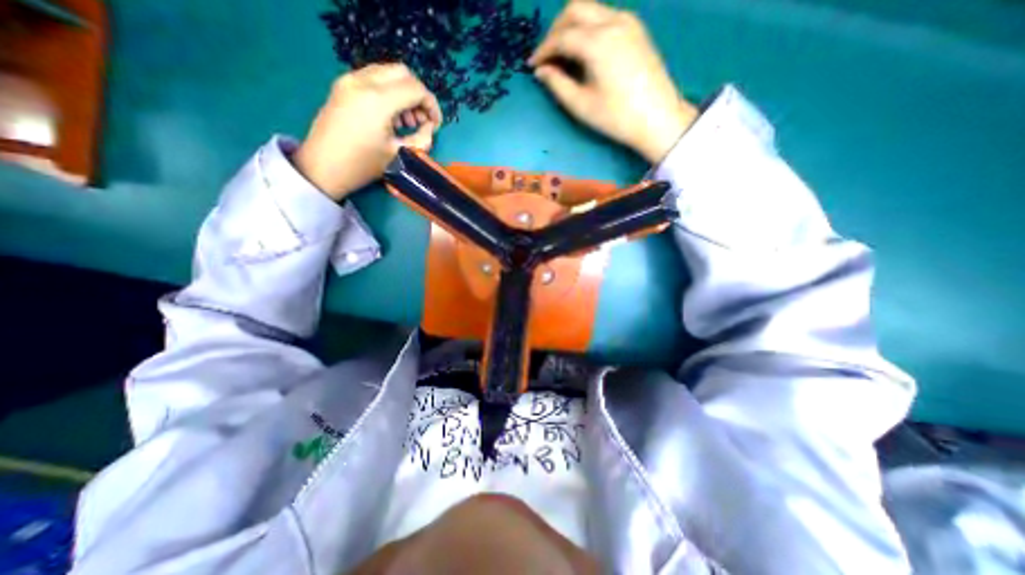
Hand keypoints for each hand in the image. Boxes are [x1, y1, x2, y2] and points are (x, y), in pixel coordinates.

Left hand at [294, 63, 441, 199]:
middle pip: (403, 73)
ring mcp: (349, 80)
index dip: (432, 105)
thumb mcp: (399, 155)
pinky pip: (374, 78)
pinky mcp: (342, 85)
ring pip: (388, 72)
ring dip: (404, 92)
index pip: (416, 89)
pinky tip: (391, 115)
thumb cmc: (362, 165)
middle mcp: (363, 81)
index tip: (436, 125)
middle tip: (422, 119)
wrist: (322, 167)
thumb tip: (429, 127)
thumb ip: (421, 139)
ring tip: (407, 121)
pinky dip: (389, 91)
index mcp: (378, 100)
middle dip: (419, 95)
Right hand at [529, 0, 697, 161]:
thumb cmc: (616, 117)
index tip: (532, 65)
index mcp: (597, 42)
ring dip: (572, 27)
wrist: (657, 118)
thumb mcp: (581, 105)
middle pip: (575, 9)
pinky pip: (605, 17)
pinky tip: (585, 52)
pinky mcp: (637, 29)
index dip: (543, 50)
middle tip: (547, 56)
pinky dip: (589, 28)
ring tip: (564, 55)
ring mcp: (628, 22)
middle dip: (555, 30)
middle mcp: (613, 22)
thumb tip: (542, 71)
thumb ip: (557, 84)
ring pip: (591, 10)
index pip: (561, 37)